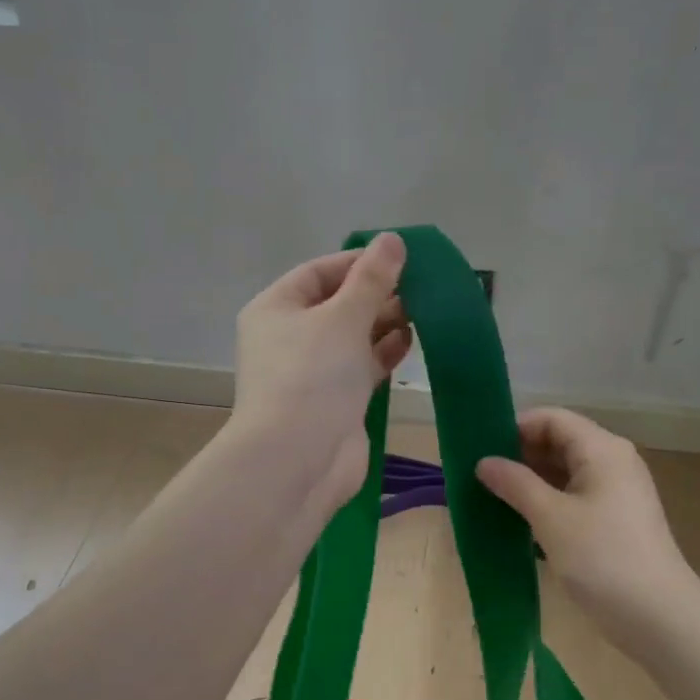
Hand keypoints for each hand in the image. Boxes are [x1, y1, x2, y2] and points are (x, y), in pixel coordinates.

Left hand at [233, 233, 412, 507]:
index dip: (358, 262)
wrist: (299, 459)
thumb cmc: (313, 376)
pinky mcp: (335, 401)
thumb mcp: (343, 317)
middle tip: (420, 286)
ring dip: (384, 323)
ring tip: (422, 311)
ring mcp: (312, 372)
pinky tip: (412, 341)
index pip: (319, 272)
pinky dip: (384, 353)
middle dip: (377, 294)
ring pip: (353, 338)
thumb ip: (372, 278)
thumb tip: (392, 240)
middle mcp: (289, 338)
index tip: (400, 258)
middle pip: (337, 305)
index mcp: (276, 309)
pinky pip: (362, 367)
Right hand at [477, 408, 699, 641]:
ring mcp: (616, 491)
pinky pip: (574, 496)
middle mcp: (612, 461)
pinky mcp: (615, 519)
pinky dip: (548, 502)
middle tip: (481, 476)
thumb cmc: (602, 558)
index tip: (482, 450)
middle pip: (559, 442)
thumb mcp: (551, 518)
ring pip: (565, 471)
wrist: (659, 617)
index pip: (552, 418)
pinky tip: (520, 520)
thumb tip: (484, 462)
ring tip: (492, 497)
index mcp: (602, 449)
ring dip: (531, 481)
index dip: (515, 427)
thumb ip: (515, 484)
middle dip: (520, 455)